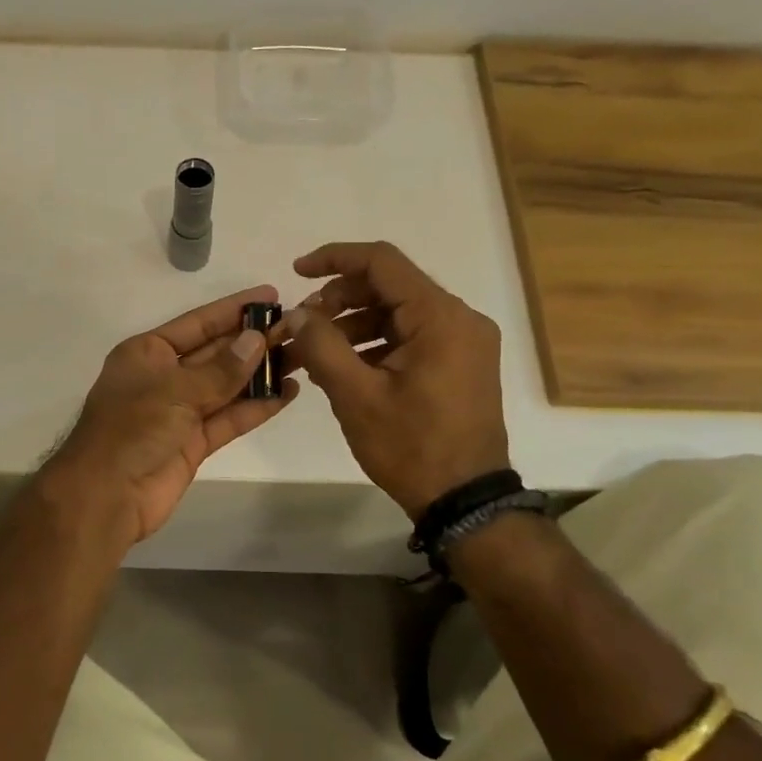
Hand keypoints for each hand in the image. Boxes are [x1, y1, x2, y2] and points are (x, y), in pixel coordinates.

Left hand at [47, 286, 298, 546]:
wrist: (106, 496)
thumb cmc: (132, 429)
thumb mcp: (175, 390)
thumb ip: (220, 369)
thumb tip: (257, 340)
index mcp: (148, 353)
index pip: (197, 323)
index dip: (234, 310)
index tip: (270, 296)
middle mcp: (164, 377)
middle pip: (216, 353)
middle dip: (254, 341)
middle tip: (297, 327)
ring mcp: (180, 412)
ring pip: (227, 386)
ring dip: (261, 373)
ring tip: (302, 356)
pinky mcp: (194, 443)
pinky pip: (229, 418)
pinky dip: (256, 407)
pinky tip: (288, 393)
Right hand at [278, 242, 509, 519]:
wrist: (465, 501)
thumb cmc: (411, 446)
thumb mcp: (355, 396)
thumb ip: (321, 345)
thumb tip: (298, 313)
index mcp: (440, 317)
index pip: (382, 262)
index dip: (334, 259)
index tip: (296, 271)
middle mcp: (460, 319)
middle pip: (390, 287)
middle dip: (339, 299)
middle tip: (301, 325)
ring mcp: (464, 343)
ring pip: (398, 314)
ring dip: (353, 325)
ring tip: (312, 352)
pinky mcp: (460, 364)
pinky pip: (411, 338)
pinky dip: (374, 344)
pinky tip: (342, 368)